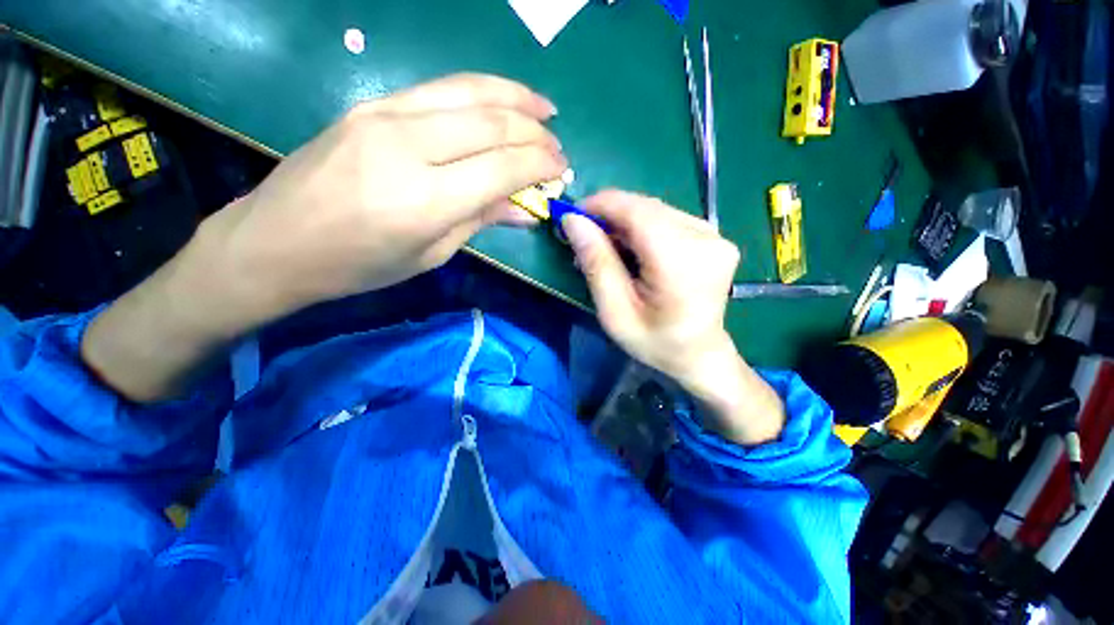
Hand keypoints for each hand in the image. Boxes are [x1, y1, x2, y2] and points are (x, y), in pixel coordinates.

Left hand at [83, 74, 565, 402]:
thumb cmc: (359, 265)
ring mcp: (384, 115)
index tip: (562, 169)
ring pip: (468, 91)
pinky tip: (500, 98)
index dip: (540, 165)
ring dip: (514, 96)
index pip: (503, 168)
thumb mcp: (431, 253)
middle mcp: (408, 146)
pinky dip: (479, 90)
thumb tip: (526, 209)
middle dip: (535, 132)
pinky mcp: (371, 105)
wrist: (274, 242)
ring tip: (544, 107)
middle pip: (491, 123)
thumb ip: (481, 220)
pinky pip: (439, 89)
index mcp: (426, 199)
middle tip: (557, 146)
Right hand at [562, 190, 784, 444]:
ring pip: (655, 210)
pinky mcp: (713, 236)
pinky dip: (642, 228)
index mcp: (682, 262)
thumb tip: (572, 221)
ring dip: (624, 223)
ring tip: (606, 248)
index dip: (601, 205)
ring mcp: (714, 235)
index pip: (637, 212)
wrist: (699, 354)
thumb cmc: (654, 341)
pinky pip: (668, 219)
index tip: (573, 215)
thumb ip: (596, 263)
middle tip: (585, 238)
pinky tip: (631, 249)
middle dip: (610, 216)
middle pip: (646, 208)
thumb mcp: (615, 311)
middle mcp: (705, 239)